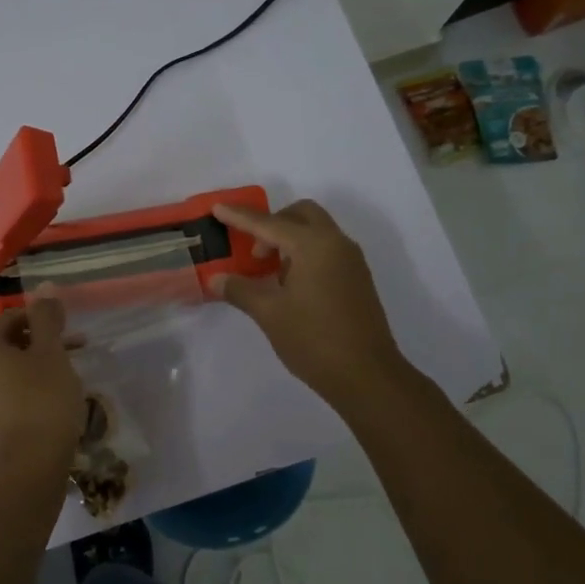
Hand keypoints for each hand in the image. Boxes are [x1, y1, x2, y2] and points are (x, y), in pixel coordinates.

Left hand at [0, 293, 85, 470]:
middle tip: (71, 356)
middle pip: (4, 345)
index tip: (71, 337)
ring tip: (62, 381)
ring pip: (0, 372)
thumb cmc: (41, 400)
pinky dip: (18, 393)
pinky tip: (44, 404)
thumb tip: (44, 288)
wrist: (27, 468)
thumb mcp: (51, 352)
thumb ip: (46, 317)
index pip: (12, 319)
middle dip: (38, 346)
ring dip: (29, 369)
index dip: (44, 324)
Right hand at [212, 199, 413, 407]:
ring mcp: (351, 261)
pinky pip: (326, 250)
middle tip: (253, 251)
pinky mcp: (357, 279)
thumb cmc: (314, 339)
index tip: (217, 208)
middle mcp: (336, 244)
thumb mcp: (269, 314)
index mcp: (313, 246)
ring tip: (269, 272)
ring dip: (289, 239)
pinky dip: (305, 254)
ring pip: (316, 232)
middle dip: (272, 223)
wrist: (366, 375)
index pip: (269, 223)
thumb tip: (217, 278)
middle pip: (301, 215)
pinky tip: (290, 286)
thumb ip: (241, 290)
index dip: (240, 217)